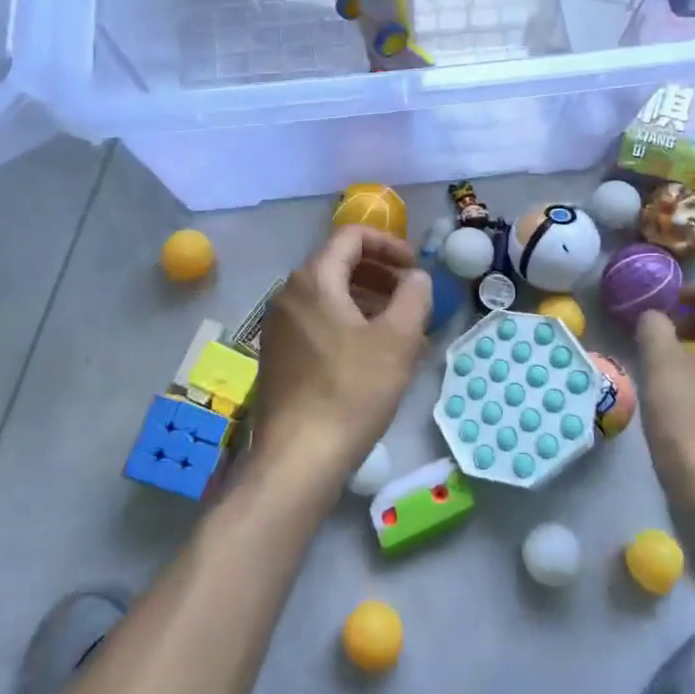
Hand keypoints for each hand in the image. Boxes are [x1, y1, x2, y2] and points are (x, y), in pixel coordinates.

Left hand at [249, 226, 431, 486]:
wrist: (299, 457)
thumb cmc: (352, 389)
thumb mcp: (399, 338)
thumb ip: (414, 295)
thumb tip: (416, 277)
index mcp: (314, 279)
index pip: (352, 237)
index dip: (389, 245)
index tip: (414, 268)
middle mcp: (289, 294)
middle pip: (339, 265)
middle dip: (381, 276)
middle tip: (411, 300)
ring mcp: (279, 326)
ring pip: (330, 297)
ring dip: (368, 303)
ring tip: (400, 332)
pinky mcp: (278, 355)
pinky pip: (318, 323)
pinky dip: (348, 325)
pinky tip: (372, 357)